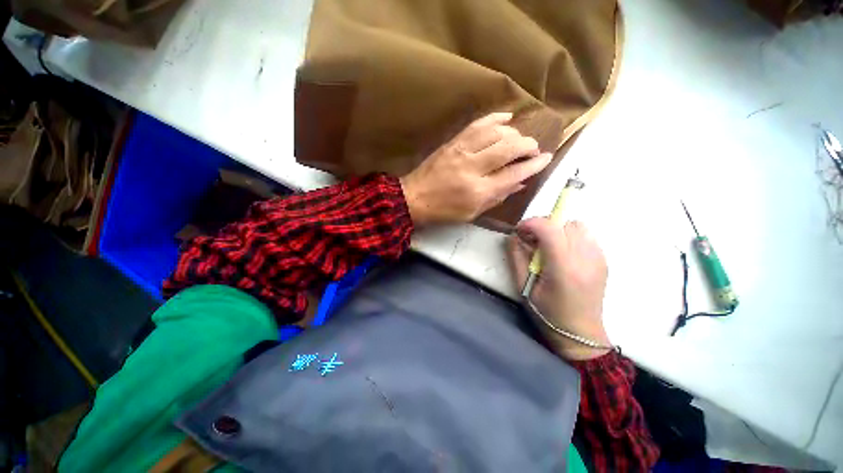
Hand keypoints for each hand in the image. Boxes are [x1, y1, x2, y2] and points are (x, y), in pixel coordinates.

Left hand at [400, 112, 552, 225]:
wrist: (414, 198)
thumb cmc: (443, 211)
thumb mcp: (472, 213)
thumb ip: (497, 197)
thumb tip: (520, 182)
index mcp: (479, 191)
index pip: (514, 173)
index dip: (534, 165)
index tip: (547, 158)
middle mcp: (473, 168)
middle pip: (509, 147)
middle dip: (528, 145)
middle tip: (534, 149)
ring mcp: (462, 151)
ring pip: (497, 132)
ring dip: (514, 132)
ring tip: (519, 138)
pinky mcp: (453, 142)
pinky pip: (477, 123)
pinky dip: (495, 117)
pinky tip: (507, 117)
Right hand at [507, 218, 610, 360]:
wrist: (580, 333)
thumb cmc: (547, 312)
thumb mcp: (523, 286)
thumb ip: (516, 257)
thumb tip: (513, 236)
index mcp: (563, 268)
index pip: (549, 229)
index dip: (531, 223)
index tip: (519, 231)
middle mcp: (585, 259)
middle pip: (564, 223)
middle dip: (543, 226)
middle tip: (532, 241)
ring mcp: (598, 258)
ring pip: (577, 226)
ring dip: (558, 230)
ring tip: (548, 246)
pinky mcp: (604, 260)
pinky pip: (586, 236)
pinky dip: (570, 237)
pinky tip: (563, 253)